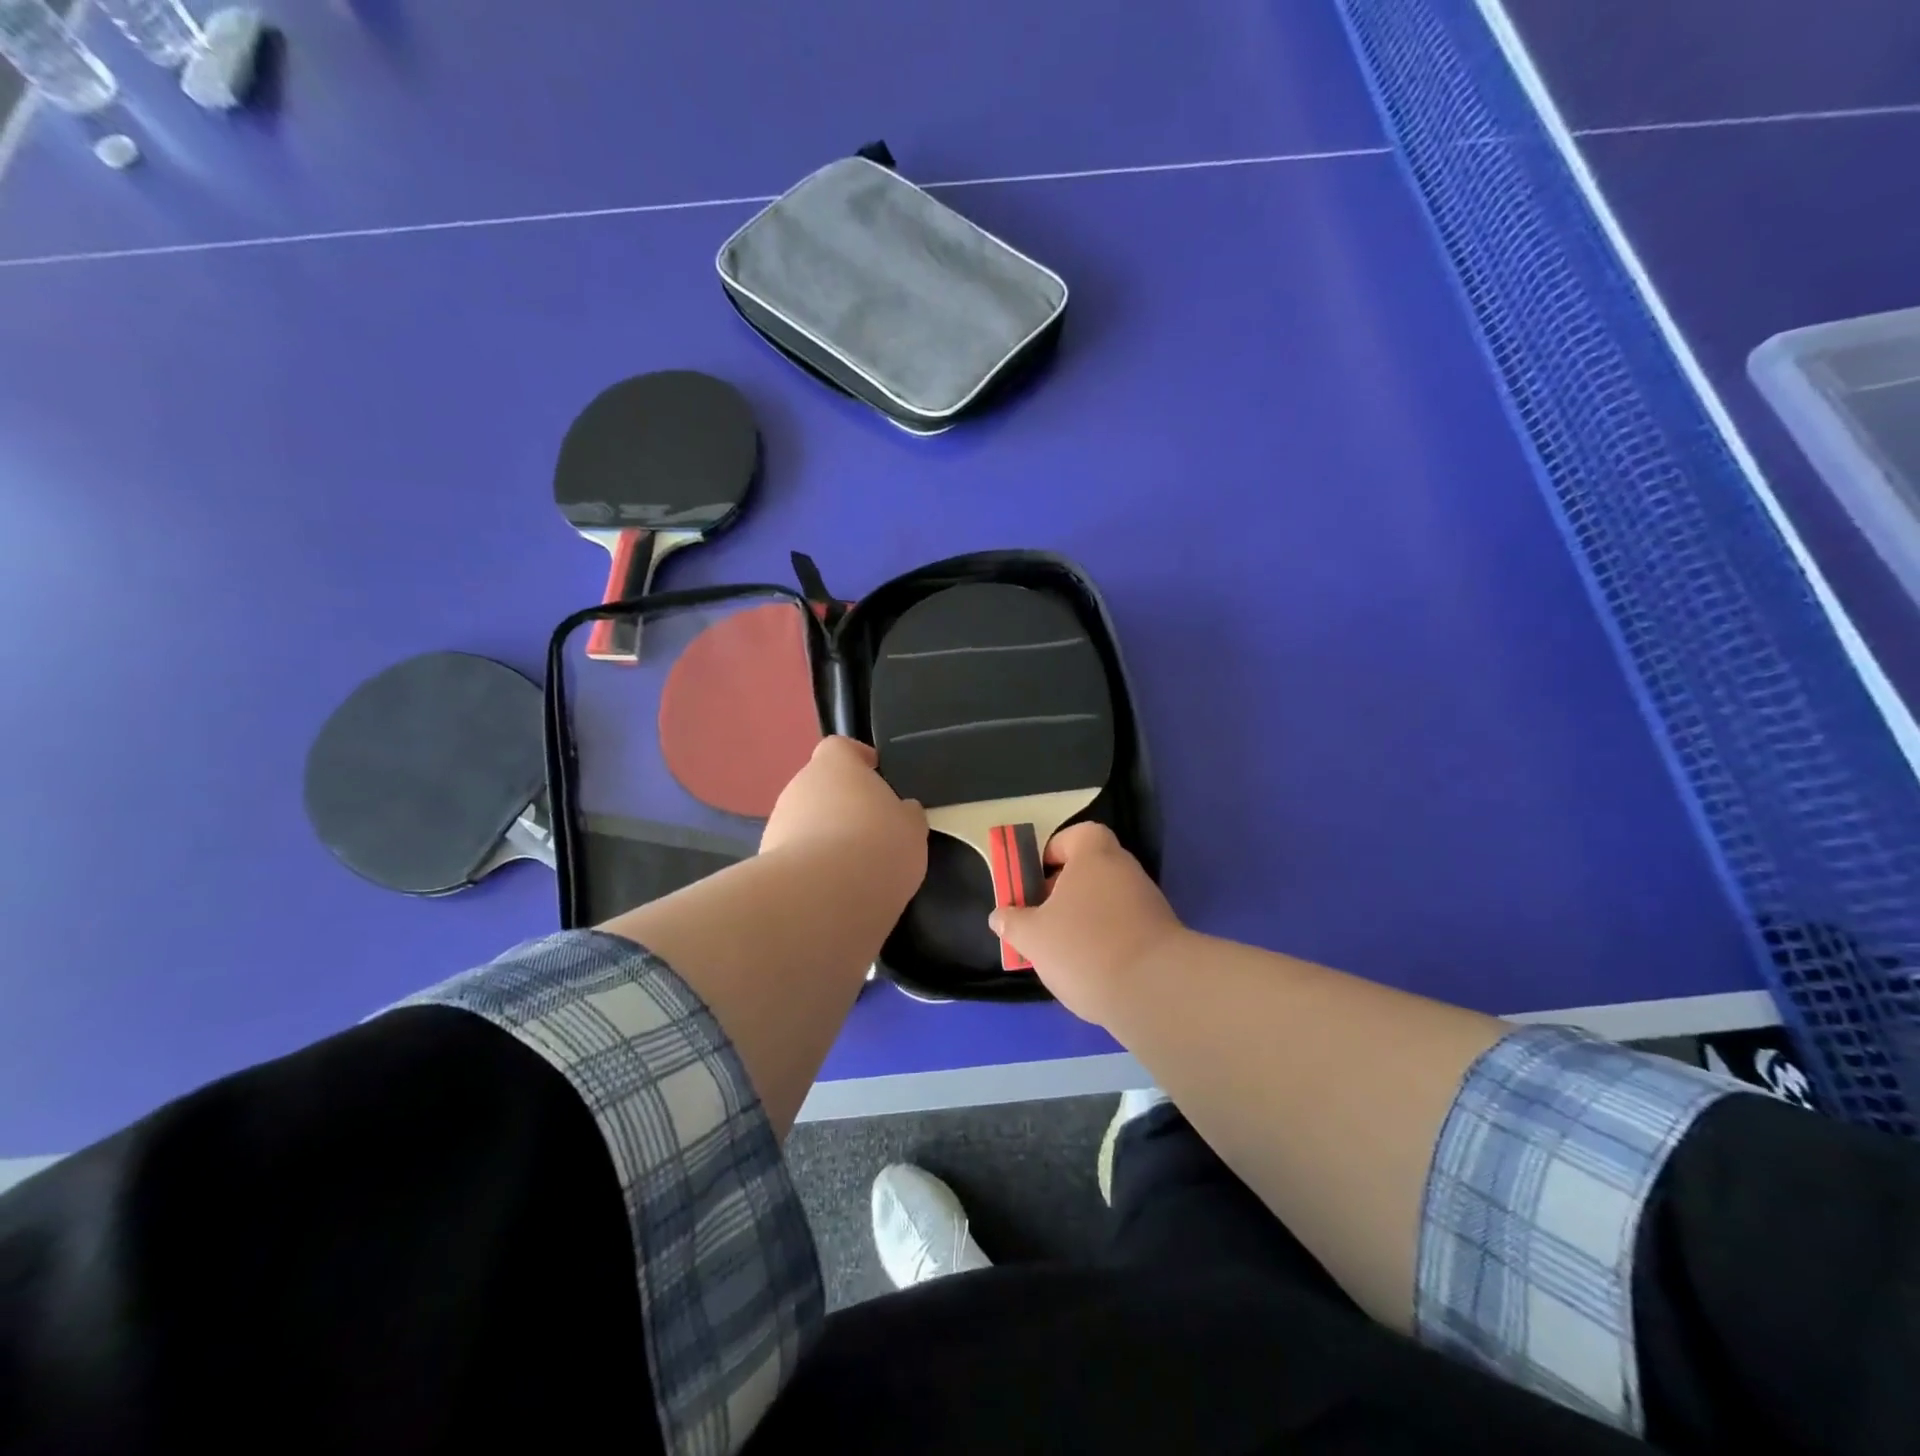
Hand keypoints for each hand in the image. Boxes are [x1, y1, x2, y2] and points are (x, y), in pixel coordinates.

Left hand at [761, 737, 927, 903]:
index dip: (858, 758)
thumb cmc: (876, 845)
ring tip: (854, 867)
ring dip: (825, 837)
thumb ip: (905, 814)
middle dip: (843, 805)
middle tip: (872, 829)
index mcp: (834, 766)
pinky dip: (813, 867)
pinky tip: (834, 890)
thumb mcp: (911, 828)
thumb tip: (902, 812)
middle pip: (822, 787)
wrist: (822, 897)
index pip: (840, 748)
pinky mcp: (767, 862)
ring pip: (806, 823)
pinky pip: (797, 857)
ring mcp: (778, 824)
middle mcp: (799, 786)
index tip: (875, 772)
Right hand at [989, 822, 1185, 1026]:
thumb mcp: (1033, 936)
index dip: (1054, 852)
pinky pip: (1123, 927)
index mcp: (1095, 856)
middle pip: (1090, 870)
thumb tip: (1000, 916)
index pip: (1077, 835)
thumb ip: (1013, 923)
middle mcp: (1125, 870)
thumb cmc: (1085, 947)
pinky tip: (1090, 970)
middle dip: (1063, 892)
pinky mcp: (1161, 935)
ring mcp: (1148, 902)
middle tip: (1040, 919)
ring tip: (1061, 952)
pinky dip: (1106, 941)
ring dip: (1084, 919)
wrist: (1155, 991)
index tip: (1035, 880)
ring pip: (1106, 902)